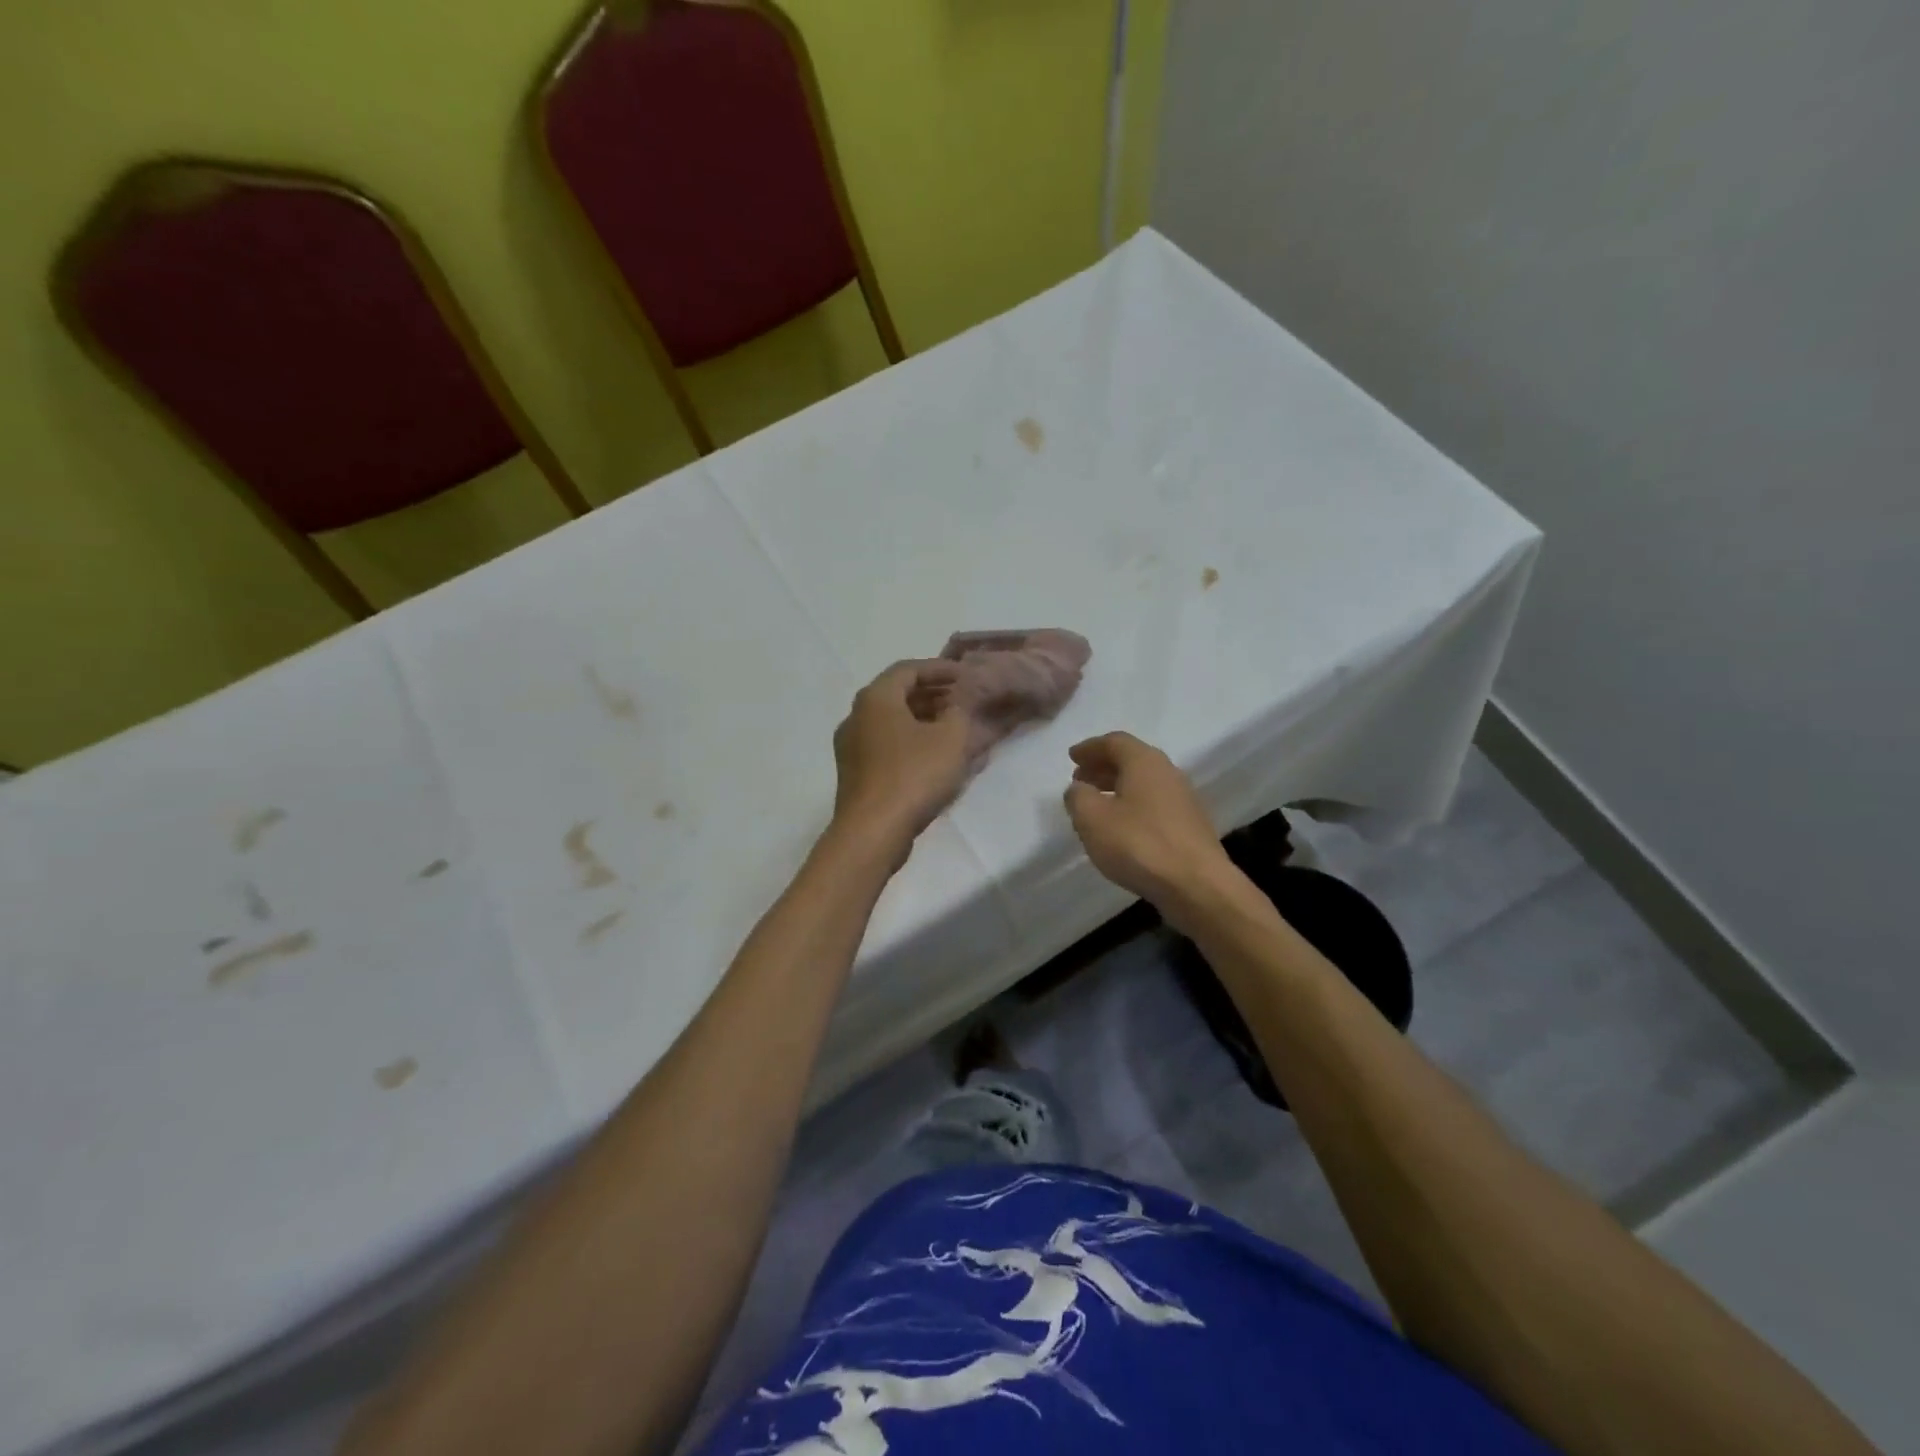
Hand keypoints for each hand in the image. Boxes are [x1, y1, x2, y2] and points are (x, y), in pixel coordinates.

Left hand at [831, 660, 972, 849]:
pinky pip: (885, 745)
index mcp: (875, 698)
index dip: (939, 669)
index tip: (965, 676)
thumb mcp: (950, 739)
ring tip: (951, 728)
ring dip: (921, 720)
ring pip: (890, 722)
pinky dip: (909, 741)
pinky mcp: (854, 773)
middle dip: (931, 695)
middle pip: (896, 695)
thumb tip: (955, 707)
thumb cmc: (913, 775)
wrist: (872, 832)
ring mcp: (850, 747)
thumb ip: (958, 713)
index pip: (908, 670)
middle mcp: (856, 716)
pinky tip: (932, 756)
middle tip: (960, 700)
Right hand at [1063, 732, 1237, 925]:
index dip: (1090, 748)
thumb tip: (1079, 789)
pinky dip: (1133, 805)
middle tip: (1080, 779)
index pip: (1114, 742)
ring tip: (1096, 803)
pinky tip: (1121, 827)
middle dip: (1103, 767)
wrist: (1196, 885)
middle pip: (1131, 760)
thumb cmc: (1139, 844)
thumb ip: (1078, 797)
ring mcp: (1183, 799)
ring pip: (1143, 783)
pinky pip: (1154, 804)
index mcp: (1144, 762)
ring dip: (1117, 787)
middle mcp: (1168, 772)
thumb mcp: (1092, 819)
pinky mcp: (1190, 825)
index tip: (1072, 757)